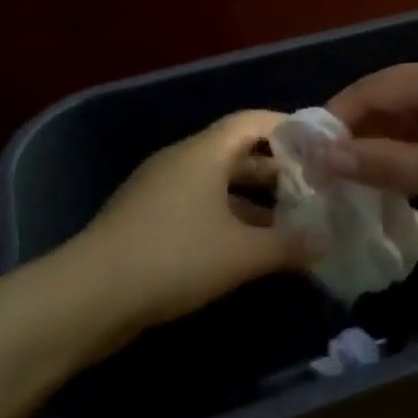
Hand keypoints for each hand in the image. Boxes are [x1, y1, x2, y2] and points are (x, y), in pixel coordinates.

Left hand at [77, 110, 315, 327]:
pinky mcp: (147, 220)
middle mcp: (180, 162)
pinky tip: (248, 248)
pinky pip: (198, 207)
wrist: (90, 295)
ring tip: (290, 221)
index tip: (320, 146)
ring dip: (253, 199)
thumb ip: (290, 245)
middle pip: (236, 152)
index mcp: (203, 153)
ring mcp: (159, 191)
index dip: (288, 128)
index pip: (252, 121)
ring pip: (217, 183)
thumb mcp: (242, 253)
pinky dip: (227, 219)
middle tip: (313, 187)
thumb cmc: (174, 258)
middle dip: (276, 169)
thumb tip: (327, 241)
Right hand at [325, 54, 417, 258]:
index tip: (309, 152)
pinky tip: (406, 176)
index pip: (377, 87)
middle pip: (399, 97)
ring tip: (359, 178)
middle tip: (330, 170)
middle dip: (362, 132)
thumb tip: (325, 158)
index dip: (339, 117)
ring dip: (391, 143)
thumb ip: (382, 163)